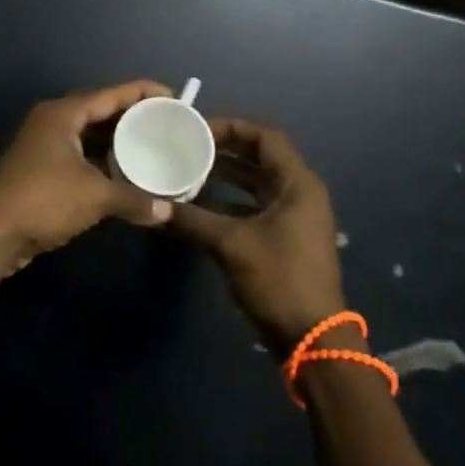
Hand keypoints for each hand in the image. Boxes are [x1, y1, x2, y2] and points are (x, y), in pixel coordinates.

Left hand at [0, 81, 176, 271]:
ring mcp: (42, 147)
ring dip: (116, 143)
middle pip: (98, 112)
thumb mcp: (95, 196)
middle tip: (165, 124)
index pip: (110, 94)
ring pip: (87, 137)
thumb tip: (166, 211)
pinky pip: (79, 156)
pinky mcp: (38, 170)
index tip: (172, 97)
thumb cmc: (45, 200)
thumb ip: (133, 199)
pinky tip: (123, 174)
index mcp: (62, 114)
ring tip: (150, 147)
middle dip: (131, 118)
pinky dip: (101, 162)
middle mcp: (51, 123)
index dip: (142, 93)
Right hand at [168, 117, 346, 356]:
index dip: (231, 127)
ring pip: (255, 184)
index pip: (265, 138)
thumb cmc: (279, 279)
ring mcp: (293, 217)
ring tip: (187, 169)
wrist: (311, 337)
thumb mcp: (231, 245)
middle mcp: (299, 194)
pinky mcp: (284, 239)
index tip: (196, 128)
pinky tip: (197, 206)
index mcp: (298, 184)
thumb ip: (192, 220)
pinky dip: (228, 202)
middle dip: (224, 150)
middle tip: (186, 146)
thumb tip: (153, 206)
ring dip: (224, 176)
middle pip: (260, 158)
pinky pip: (253, 207)